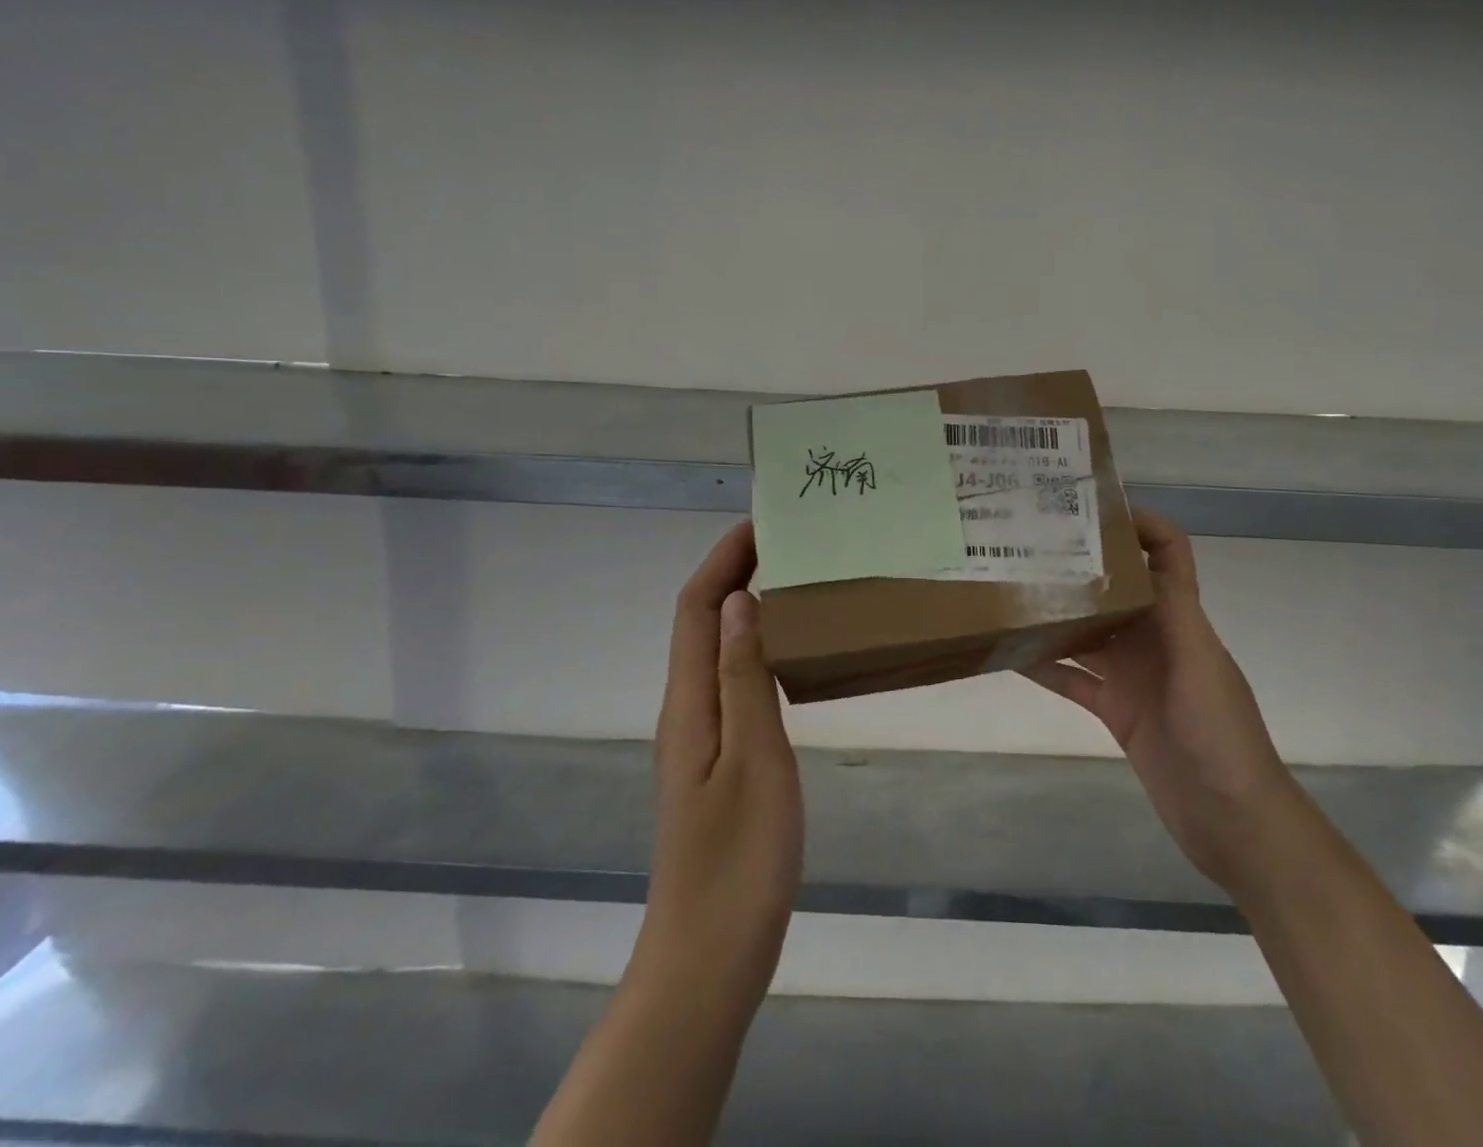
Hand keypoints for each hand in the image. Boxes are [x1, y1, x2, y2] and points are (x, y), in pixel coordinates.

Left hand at [637, 521, 802, 1007]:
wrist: (707, 959)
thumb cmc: (738, 860)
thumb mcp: (755, 760)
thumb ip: (745, 678)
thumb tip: (741, 600)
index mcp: (690, 703)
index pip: (696, 608)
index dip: (723, 560)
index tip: (762, 522)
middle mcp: (686, 711)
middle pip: (700, 623)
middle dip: (734, 572)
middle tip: (789, 545)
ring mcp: (699, 739)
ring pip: (715, 652)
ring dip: (745, 608)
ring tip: (796, 584)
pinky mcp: (716, 762)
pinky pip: (731, 682)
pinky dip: (755, 649)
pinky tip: (790, 657)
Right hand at [1025, 509, 1288, 894]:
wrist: (1232, 821)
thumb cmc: (1221, 735)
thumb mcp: (1199, 663)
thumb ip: (1171, 608)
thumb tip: (1141, 548)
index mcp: (1180, 618)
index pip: (1166, 554)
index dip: (1140, 525)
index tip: (1092, 509)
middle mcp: (1154, 638)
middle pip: (1115, 588)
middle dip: (1080, 565)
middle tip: (1029, 544)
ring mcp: (1133, 675)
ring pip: (1088, 632)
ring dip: (1056, 614)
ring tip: (1010, 591)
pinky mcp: (1116, 710)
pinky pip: (1074, 679)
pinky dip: (1046, 667)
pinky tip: (1011, 654)